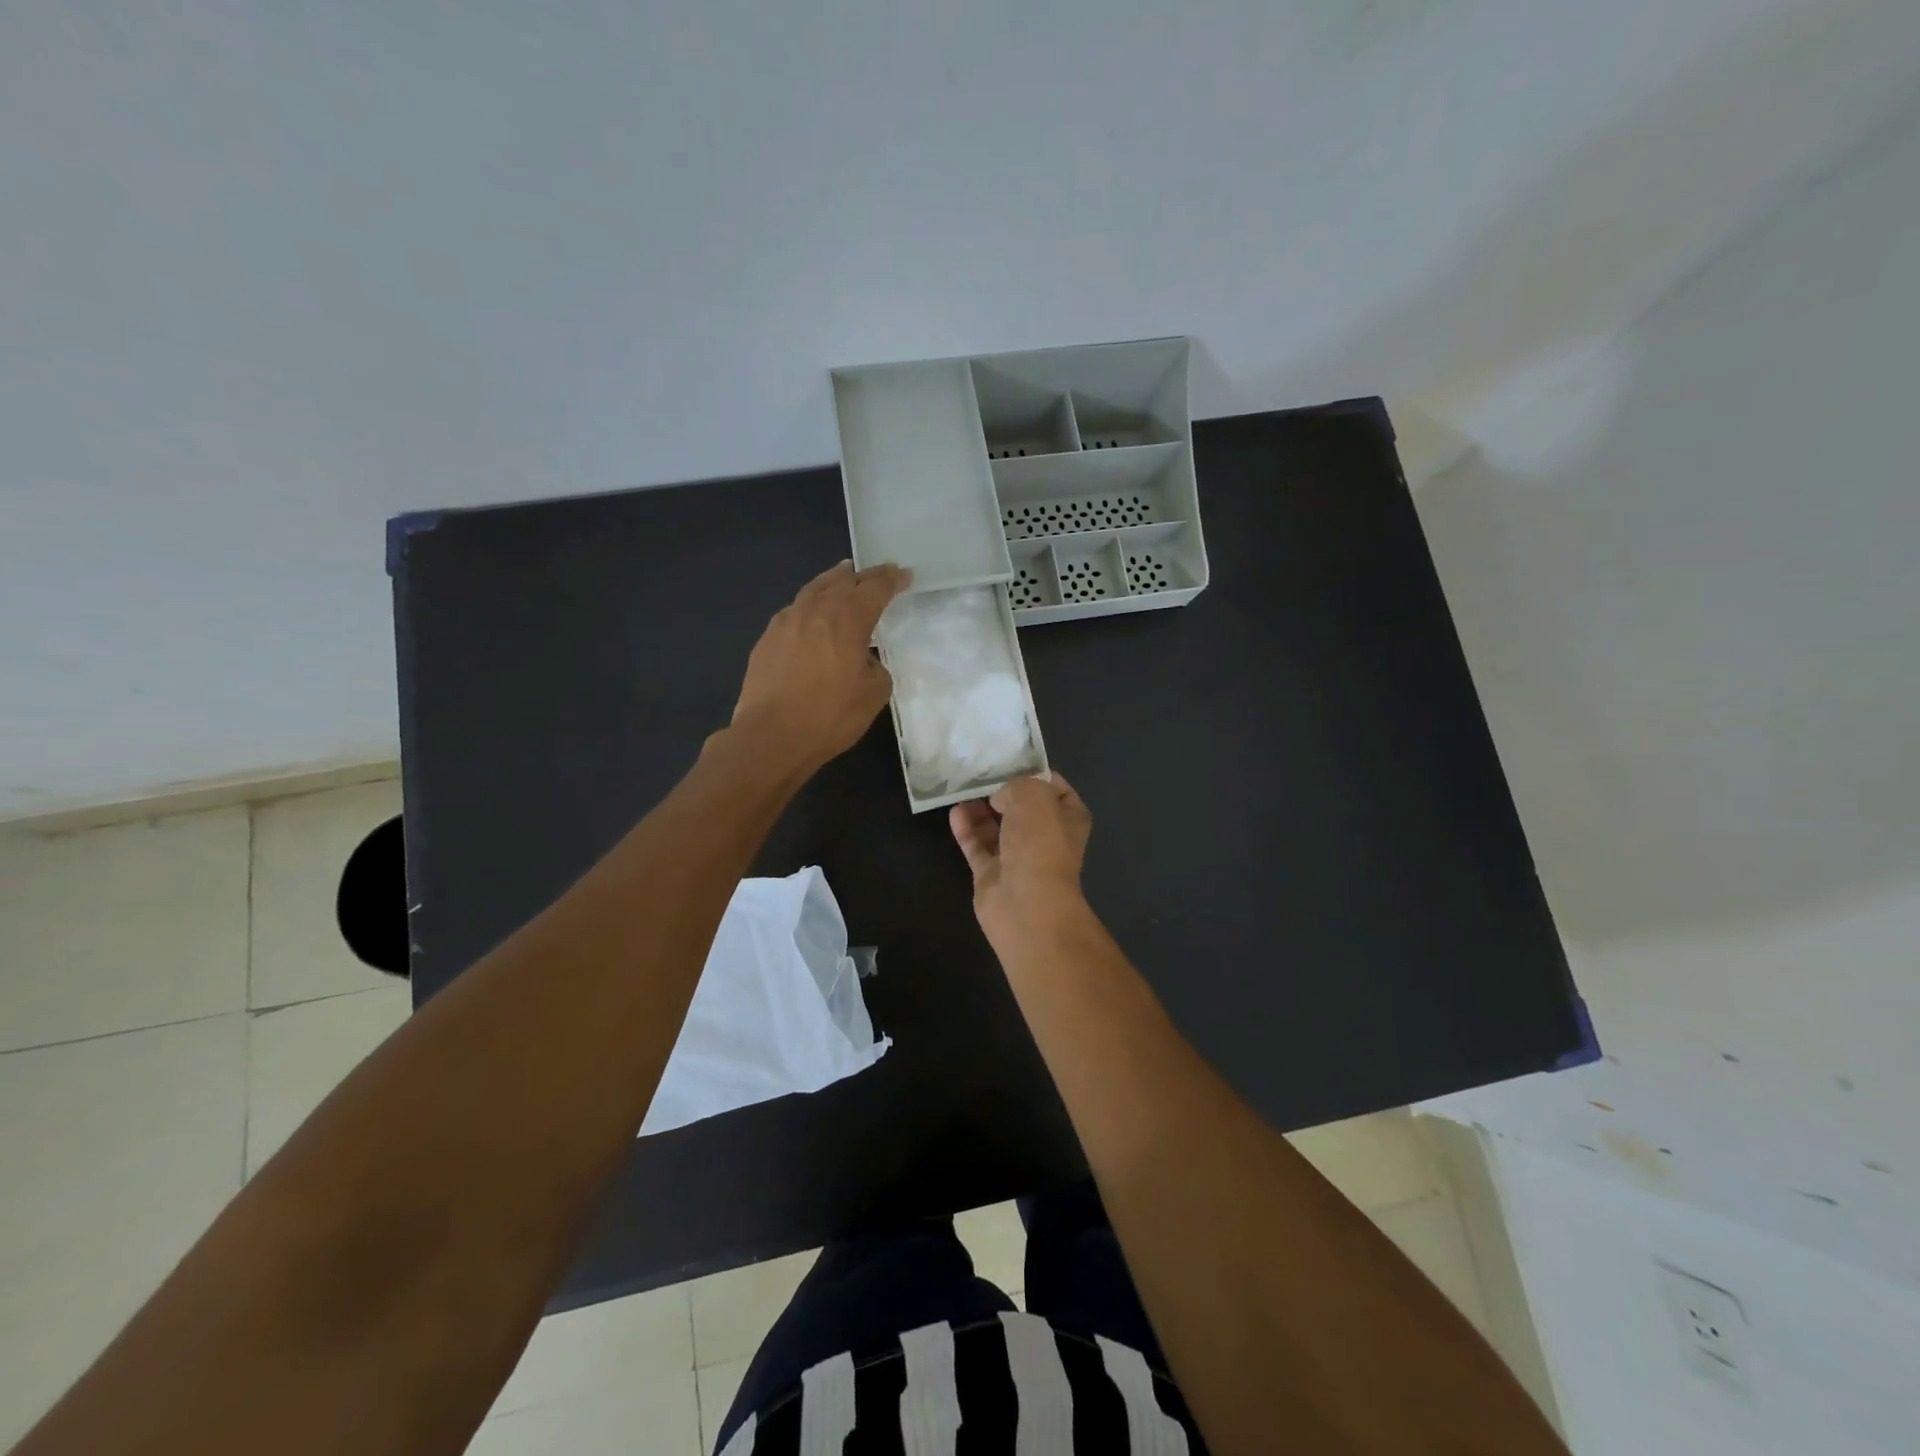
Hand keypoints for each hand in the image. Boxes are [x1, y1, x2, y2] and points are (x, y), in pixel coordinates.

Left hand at [731, 560, 910, 771]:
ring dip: (832, 580)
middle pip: (843, 581)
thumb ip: (875, 667)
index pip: (875, 589)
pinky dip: (810, 604)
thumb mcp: (873, 694)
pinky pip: (794, 610)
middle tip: (878, 572)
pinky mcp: (766, 639)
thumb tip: (862, 660)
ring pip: (814, 589)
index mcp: (848, 618)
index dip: (892, 580)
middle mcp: (816, 610)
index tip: (904, 575)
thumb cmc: (830, 715)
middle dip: (864, 575)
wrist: (771, 736)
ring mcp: (786, 621)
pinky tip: (811, 613)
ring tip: (842, 575)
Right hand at [949, 773, 1092, 938]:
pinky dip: (967, 829)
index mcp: (1068, 818)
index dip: (1036, 774)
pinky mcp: (992, 874)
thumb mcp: (1034, 796)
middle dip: (1003, 791)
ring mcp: (1018, 857)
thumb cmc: (1040, 843)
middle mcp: (1045, 837)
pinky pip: (977, 846)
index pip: (1056, 788)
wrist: (1026, 904)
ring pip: (997, 827)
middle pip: (1022, 808)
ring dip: (981, 809)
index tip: (1011, 762)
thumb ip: (1017, 785)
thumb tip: (1001, 799)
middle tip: (980, 773)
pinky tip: (955, 812)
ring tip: (963, 789)